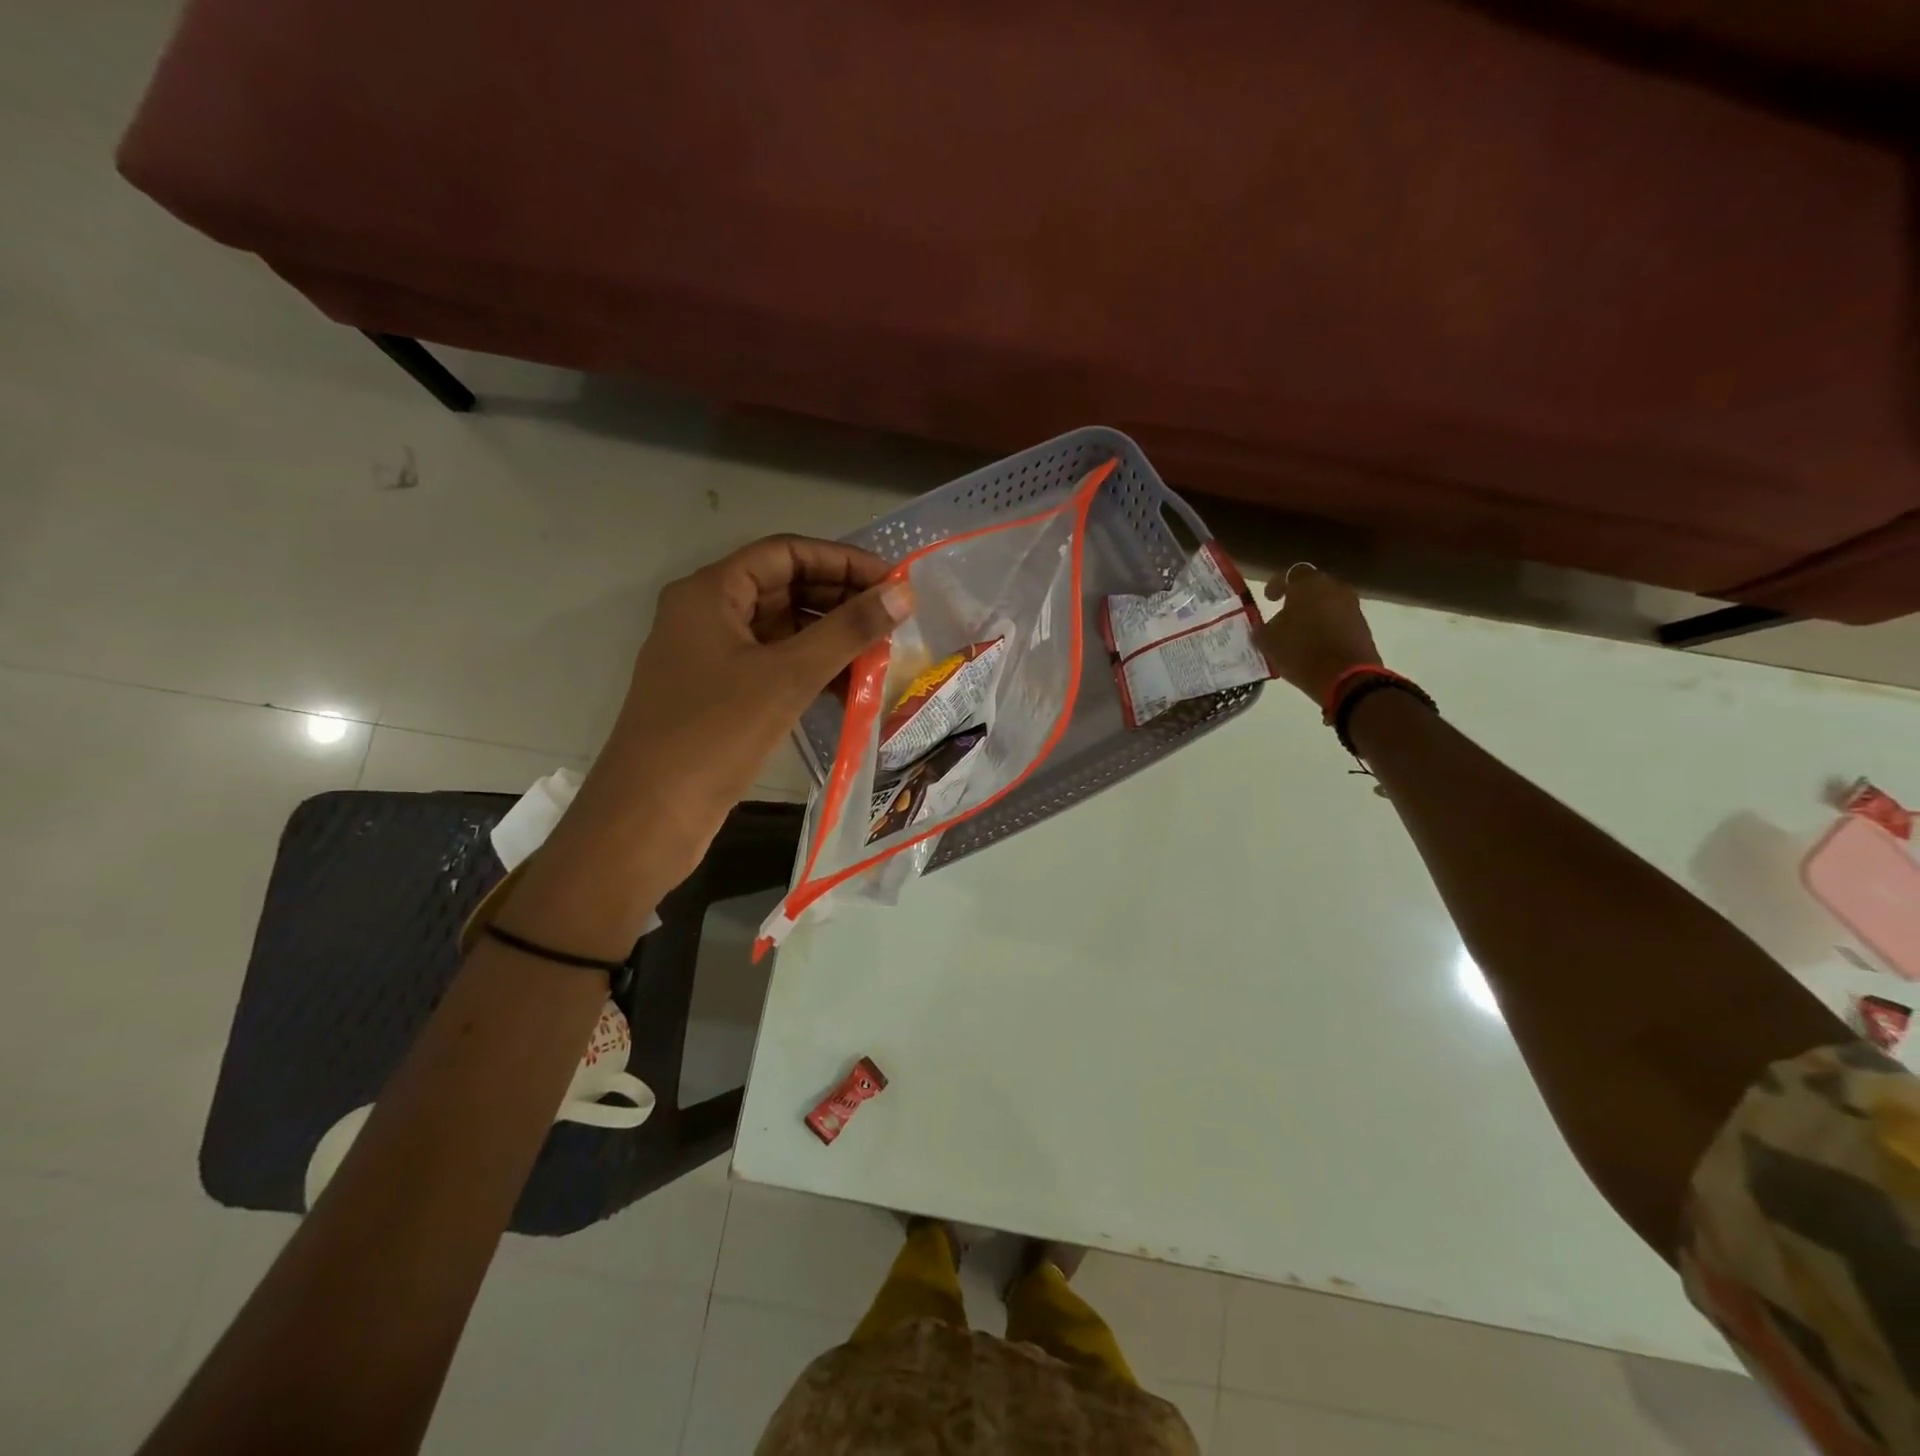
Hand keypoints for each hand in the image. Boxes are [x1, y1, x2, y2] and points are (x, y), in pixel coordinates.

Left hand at [580, 536, 911, 869]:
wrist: (650, 815)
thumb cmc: (715, 733)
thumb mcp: (789, 676)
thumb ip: (849, 631)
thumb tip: (902, 594)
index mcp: (711, 592)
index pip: (786, 552)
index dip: (842, 560)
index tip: (892, 581)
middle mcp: (707, 614)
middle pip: (784, 588)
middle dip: (840, 601)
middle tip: (893, 620)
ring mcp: (710, 657)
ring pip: (781, 631)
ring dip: (829, 639)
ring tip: (880, 655)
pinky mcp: (718, 695)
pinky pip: (773, 666)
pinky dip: (810, 671)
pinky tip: (847, 690)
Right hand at [1257, 565, 1382, 705]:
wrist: (1347, 677)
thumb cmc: (1301, 652)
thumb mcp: (1269, 642)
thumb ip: (1263, 628)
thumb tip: (1265, 625)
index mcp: (1307, 585)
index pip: (1289, 574)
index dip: (1276, 585)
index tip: (1268, 598)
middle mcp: (1333, 588)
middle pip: (1312, 586)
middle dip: (1297, 597)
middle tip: (1284, 612)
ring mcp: (1351, 605)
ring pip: (1327, 601)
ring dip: (1313, 611)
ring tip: (1300, 630)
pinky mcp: (1362, 624)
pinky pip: (1338, 617)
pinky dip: (1327, 624)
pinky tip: (1316, 640)